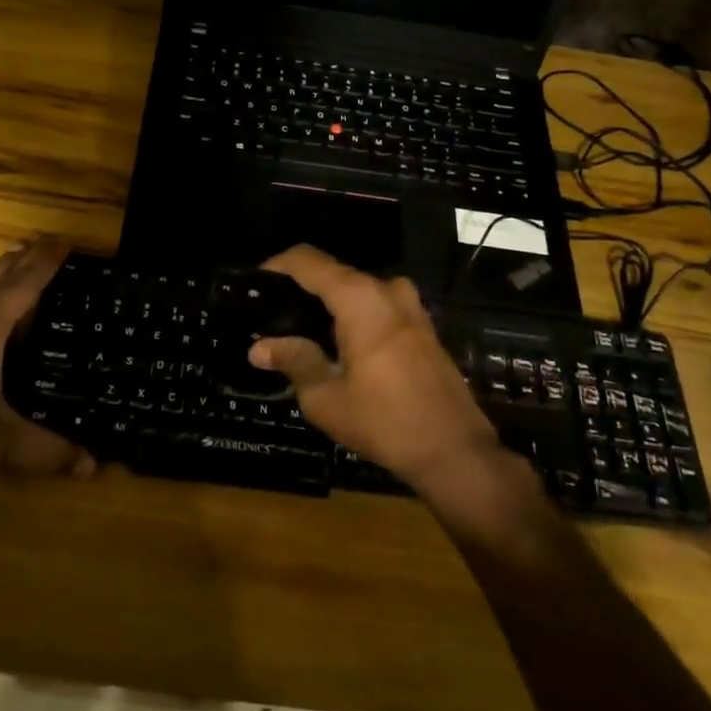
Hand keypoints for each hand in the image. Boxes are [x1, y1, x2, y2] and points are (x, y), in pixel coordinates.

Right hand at [249, 245, 501, 491]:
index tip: (255, 284)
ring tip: (301, 333)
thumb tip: (259, 348)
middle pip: (333, 274)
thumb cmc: (385, 421)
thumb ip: (293, 361)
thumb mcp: (327, 397)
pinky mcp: (422, 325)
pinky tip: (337, 346)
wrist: (454, 449)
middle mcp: (386, 289)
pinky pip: (377, 307)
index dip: (277, 265)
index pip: (308, 261)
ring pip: (357, 291)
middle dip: (301, 290)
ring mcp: (410, 305)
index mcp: (360, 298)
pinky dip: (353, 317)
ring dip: (329, 306)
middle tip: (273, 317)